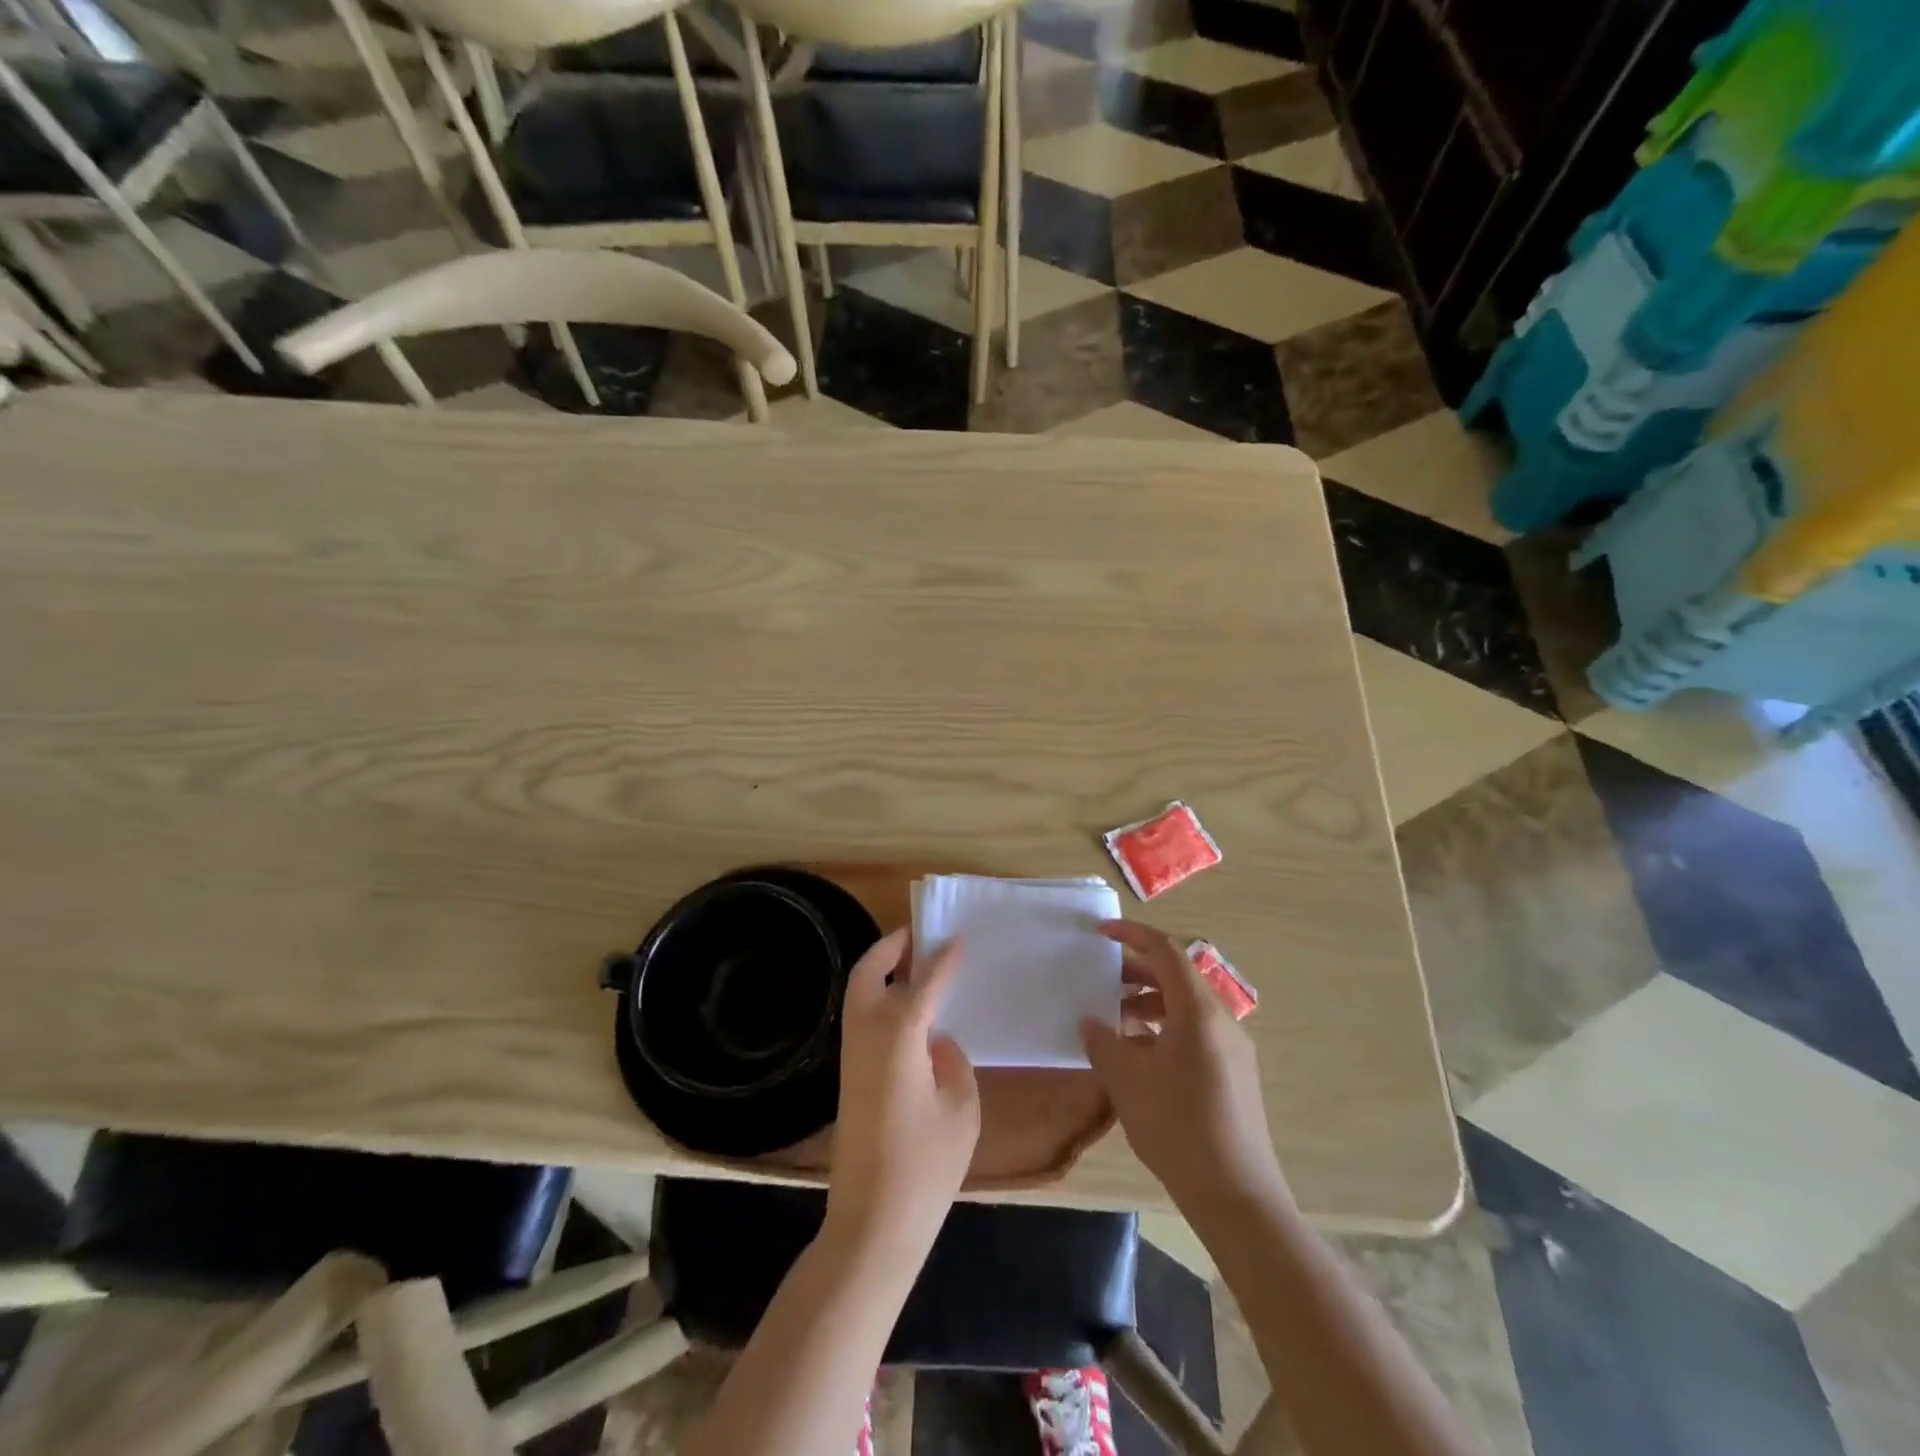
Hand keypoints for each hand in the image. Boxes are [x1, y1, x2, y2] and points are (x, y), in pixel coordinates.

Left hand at [825, 929, 979, 1267]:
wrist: (872, 1222)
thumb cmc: (926, 1165)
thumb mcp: (961, 1108)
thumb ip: (952, 1061)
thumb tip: (935, 1041)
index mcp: (898, 1034)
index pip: (923, 982)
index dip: (943, 958)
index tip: (958, 938)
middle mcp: (867, 1034)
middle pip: (870, 972)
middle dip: (892, 947)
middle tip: (919, 934)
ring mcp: (851, 1055)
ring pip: (859, 993)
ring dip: (882, 969)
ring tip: (915, 962)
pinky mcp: (848, 1076)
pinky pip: (861, 1017)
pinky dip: (879, 996)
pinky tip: (907, 1009)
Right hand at [1082, 921, 1288, 1219]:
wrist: (1237, 1197)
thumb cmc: (1177, 1127)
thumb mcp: (1127, 1081)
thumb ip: (1104, 1043)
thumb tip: (1092, 1023)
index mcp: (1198, 1011)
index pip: (1166, 952)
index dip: (1133, 935)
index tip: (1101, 934)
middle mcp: (1222, 1021)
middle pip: (1178, 977)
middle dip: (1138, 972)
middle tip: (1102, 980)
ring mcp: (1233, 1049)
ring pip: (1187, 1008)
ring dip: (1150, 1004)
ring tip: (1116, 1022)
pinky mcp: (1236, 1075)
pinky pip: (1197, 1033)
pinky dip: (1166, 1029)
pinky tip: (1142, 1058)